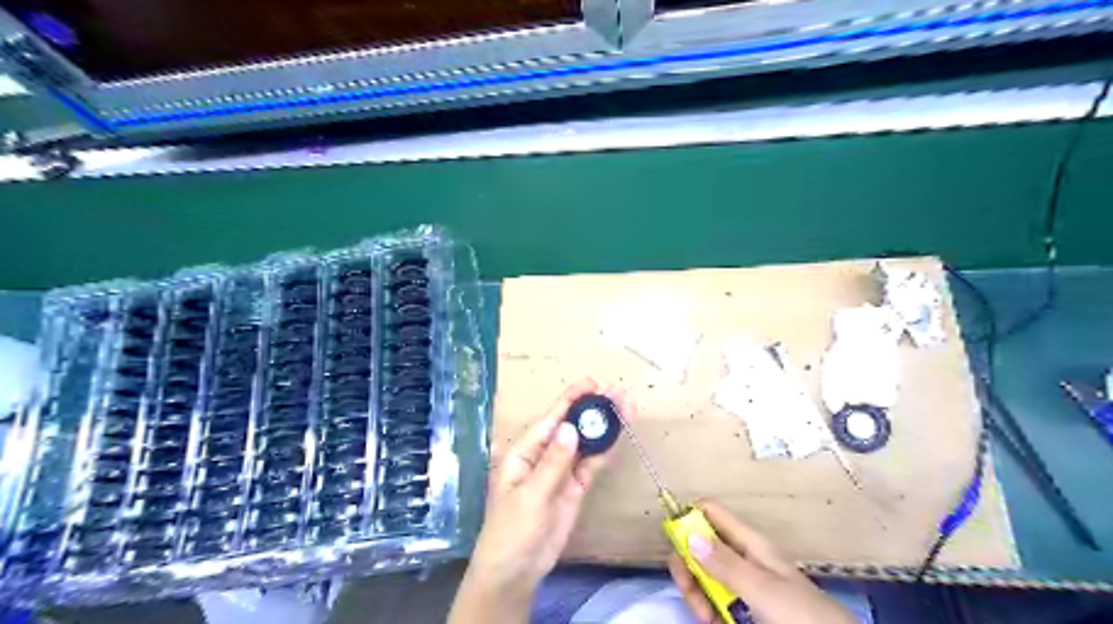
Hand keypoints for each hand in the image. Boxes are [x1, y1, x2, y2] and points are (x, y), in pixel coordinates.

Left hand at [446, 378, 633, 620]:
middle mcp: (544, 456)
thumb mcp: (529, 496)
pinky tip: (618, 435)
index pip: (551, 419)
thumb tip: (571, 428)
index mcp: (524, 452)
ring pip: (585, 444)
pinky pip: (591, 465)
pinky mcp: (574, 489)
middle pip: (571, 427)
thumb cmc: (511, 531)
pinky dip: (604, 451)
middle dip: (592, 409)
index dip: (571, 399)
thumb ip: (552, 463)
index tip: (593, 383)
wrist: (516, 572)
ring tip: (625, 407)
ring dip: (603, 427)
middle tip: (618, 393)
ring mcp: (561, 472)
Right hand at [669, 499, 852, 623]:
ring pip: (703, 575)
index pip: (711, 512)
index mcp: (749, 543)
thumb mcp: (763, 588)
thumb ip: (726, 563)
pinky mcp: (741, 609)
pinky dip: (706, 609)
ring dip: (696, 592)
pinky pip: (712, 600)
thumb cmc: (801, 615)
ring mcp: (741, 584)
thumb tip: (689, 535)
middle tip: (689, 589)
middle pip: (699, 545)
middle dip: (688, 564)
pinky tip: (711, 621)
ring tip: (706, 617)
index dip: (688, 517)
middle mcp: (742, 558)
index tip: (674, 539)